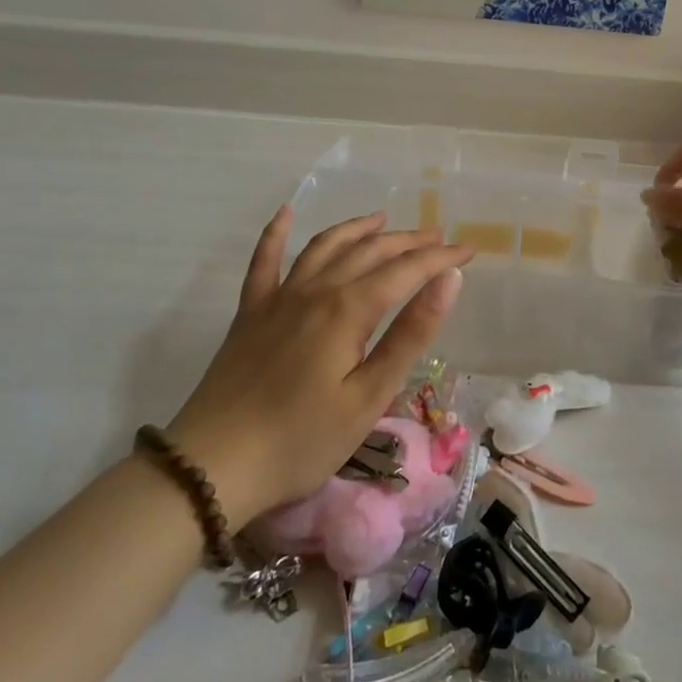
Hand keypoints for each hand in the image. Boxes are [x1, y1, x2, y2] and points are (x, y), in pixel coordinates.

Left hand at [165, 209, 473, 524]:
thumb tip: (450, 281)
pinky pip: (263, 262)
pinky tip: (285, 213)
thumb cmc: (302, 439)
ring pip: (324, 247)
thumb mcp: (370, 395)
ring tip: (381, 219)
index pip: (406, 271)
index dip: (440, 259)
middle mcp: (314, 290)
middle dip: (408, 241)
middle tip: (438, 237)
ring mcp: (277, 298)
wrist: (212, 467)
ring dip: (356, 229)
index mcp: (348, 310)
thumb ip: (411, 333)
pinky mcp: (249, 314)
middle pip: (369, 252)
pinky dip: (275, 234)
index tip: (470, 251)